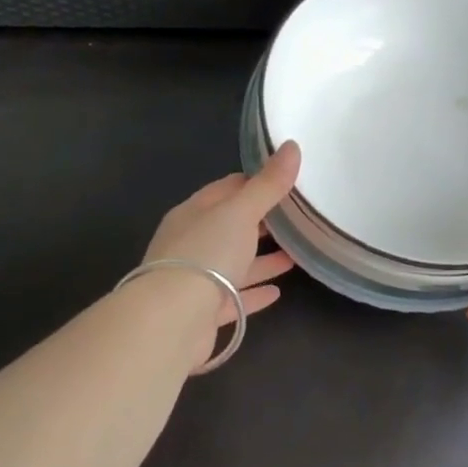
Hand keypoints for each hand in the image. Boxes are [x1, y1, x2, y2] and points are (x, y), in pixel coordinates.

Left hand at [144, 140, 301, 330]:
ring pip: (233, 264)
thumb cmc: (206, 254)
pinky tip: (276, 292)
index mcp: (194, 213)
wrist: (171, 321)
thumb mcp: (241, 212)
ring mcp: (195, 279)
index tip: (285, 181)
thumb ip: (268, 184)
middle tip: (296, 218)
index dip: (254, 183)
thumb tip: (293, 146)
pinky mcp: (203, 313)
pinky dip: (254, 293)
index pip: (226, 189)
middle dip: (261, 222)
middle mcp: (191, 243)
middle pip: (230, 227)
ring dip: (261, 259)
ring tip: (295, 254)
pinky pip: (234, 299)